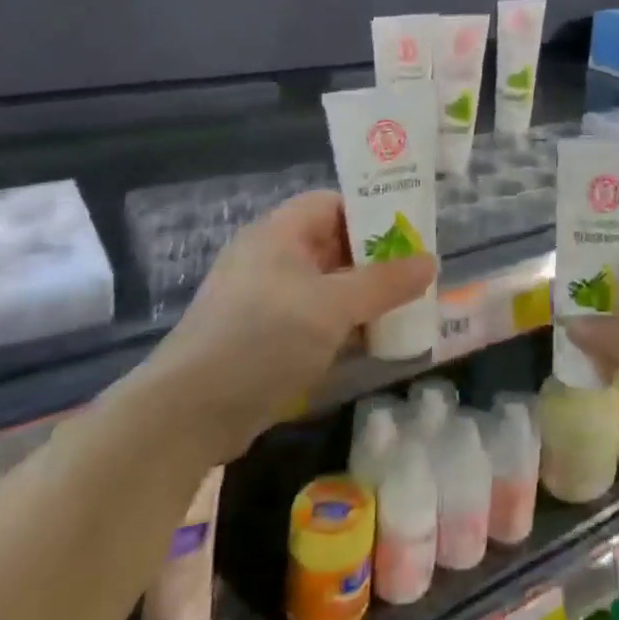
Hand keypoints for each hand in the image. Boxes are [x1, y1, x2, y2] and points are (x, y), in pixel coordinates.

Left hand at [157, 191, 436, 456]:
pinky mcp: (259, 339)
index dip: (372, 213)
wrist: (186, 415)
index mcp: (279, 232)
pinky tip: (368, 343)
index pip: (334, 204)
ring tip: (402, 310)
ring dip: (360, 298)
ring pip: (324, 286)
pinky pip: (310, 319)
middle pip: (332, 245)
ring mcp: (262, 300)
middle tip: (415, 276)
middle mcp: (270, 257)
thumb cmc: (263, 338)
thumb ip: (385, 283)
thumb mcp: (333, 306)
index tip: (410, 234)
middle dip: (374, 261)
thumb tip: (431, 262)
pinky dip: (339, 326)